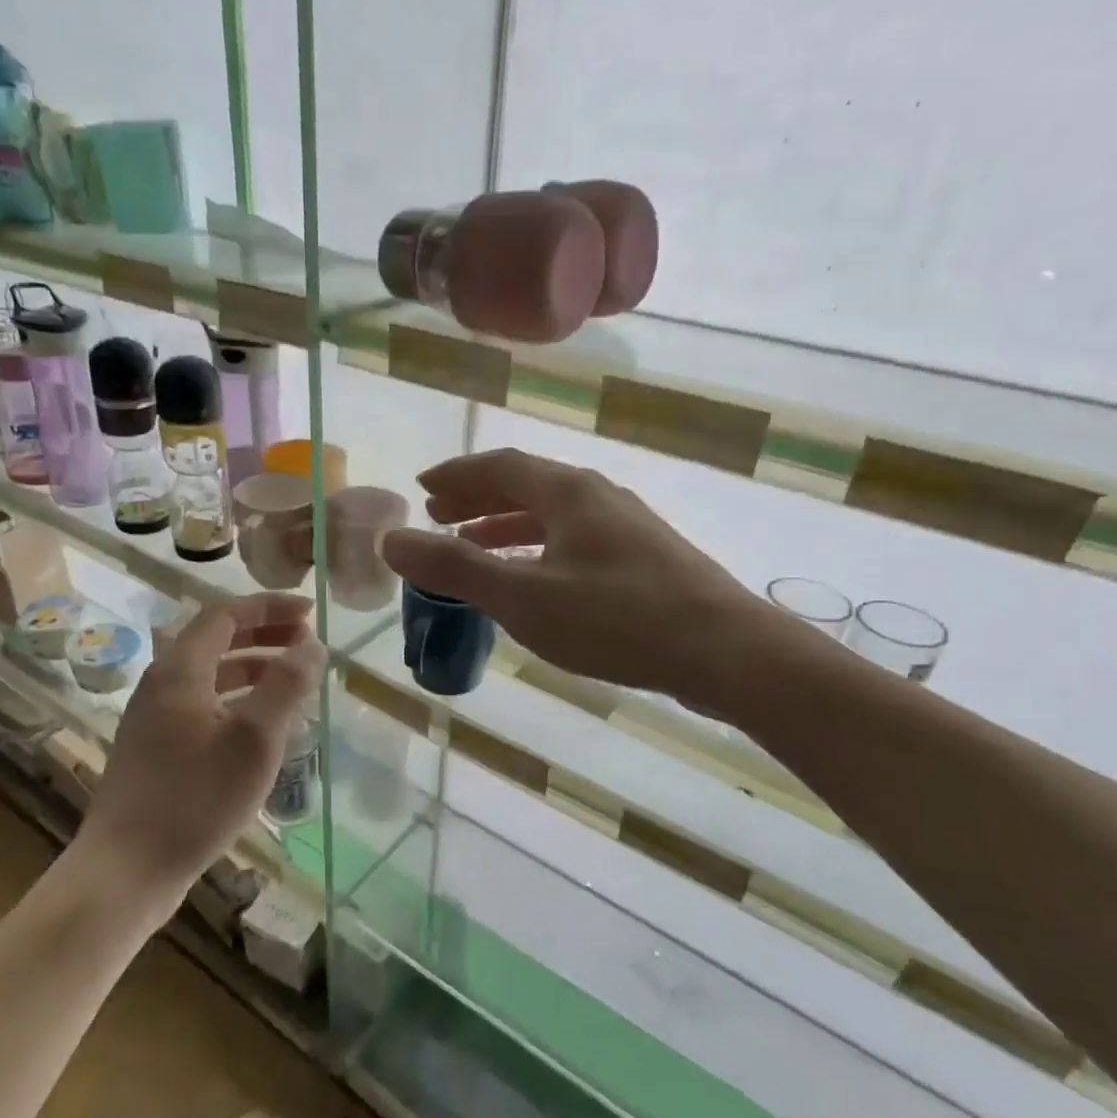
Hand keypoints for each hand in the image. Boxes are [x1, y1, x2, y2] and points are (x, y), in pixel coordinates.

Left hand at [72, 594, 323, 901]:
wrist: (126, 871)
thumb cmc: (195, 800)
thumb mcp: (254, 740)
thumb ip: (286, 686)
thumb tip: (312, 645)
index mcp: (180, 671)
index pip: (225, 615)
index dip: (269, 607)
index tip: (310, 612)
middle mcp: (162, 686)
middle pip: (216, 641)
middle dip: (264, 634)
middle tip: (306, 642)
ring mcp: (154, 720)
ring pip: (210, 677)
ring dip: (253, 668)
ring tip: (293, 681)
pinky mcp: (156, 752)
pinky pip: (204, 707)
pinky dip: (238, 701)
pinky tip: (262, 729)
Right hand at [381, 449, 765, 699]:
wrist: (725, 651)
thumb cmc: (616, 619)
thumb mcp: (523, 597)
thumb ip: (455, 568)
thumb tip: (391, 541)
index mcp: (567, 491)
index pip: (499, 466)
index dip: (456, 475)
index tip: (422, 489)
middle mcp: (597, 496)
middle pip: (526, 485)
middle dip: (477, 498)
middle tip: (439, 517)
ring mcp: (625, 527)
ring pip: (552, 515)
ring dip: (506, 526)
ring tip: (473, 549)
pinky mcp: (643, 559)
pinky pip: (573, 541)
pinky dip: (538, 550)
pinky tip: (533, 581)